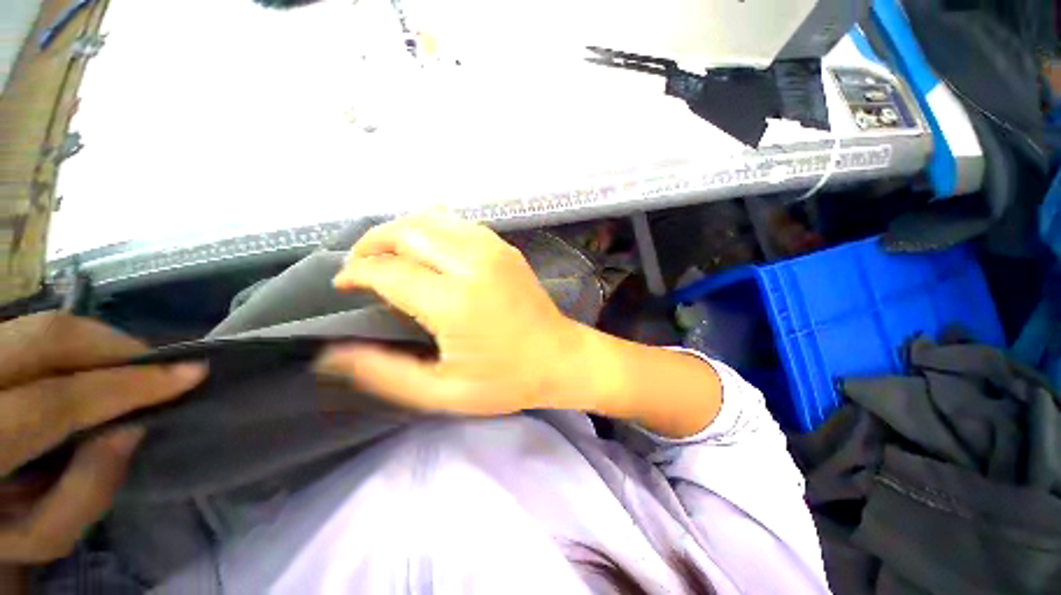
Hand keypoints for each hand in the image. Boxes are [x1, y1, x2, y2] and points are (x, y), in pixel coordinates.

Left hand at [0, 313, 205, 564]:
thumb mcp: (38, 532)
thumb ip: (83, 493)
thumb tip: (131, 431)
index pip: (57, 402)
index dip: (127, 384)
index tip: (192, 373)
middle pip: (47, 338)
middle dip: (115, 346)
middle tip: (159, 365)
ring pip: (41, 325)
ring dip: (96, 342)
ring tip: (127, 368)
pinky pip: (34, 329)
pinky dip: (73, 344)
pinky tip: (89, 367)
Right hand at [318, 213, 722, 437]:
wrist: (561, 358)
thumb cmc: (507, 380)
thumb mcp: (443, 392)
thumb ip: (385, 373)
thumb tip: (332, 355)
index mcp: (455, 302)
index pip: (388, 271)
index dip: (356, 273)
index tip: (344, 286)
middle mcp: (472, 264)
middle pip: (405, 232)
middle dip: (371, 244)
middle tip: (359, 266)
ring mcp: (493, 250)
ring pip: (431, 219)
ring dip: (400, 231)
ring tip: (387, 254)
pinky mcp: (505, 248)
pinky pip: (459, 224)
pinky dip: (432, 227)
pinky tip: (427, 247)